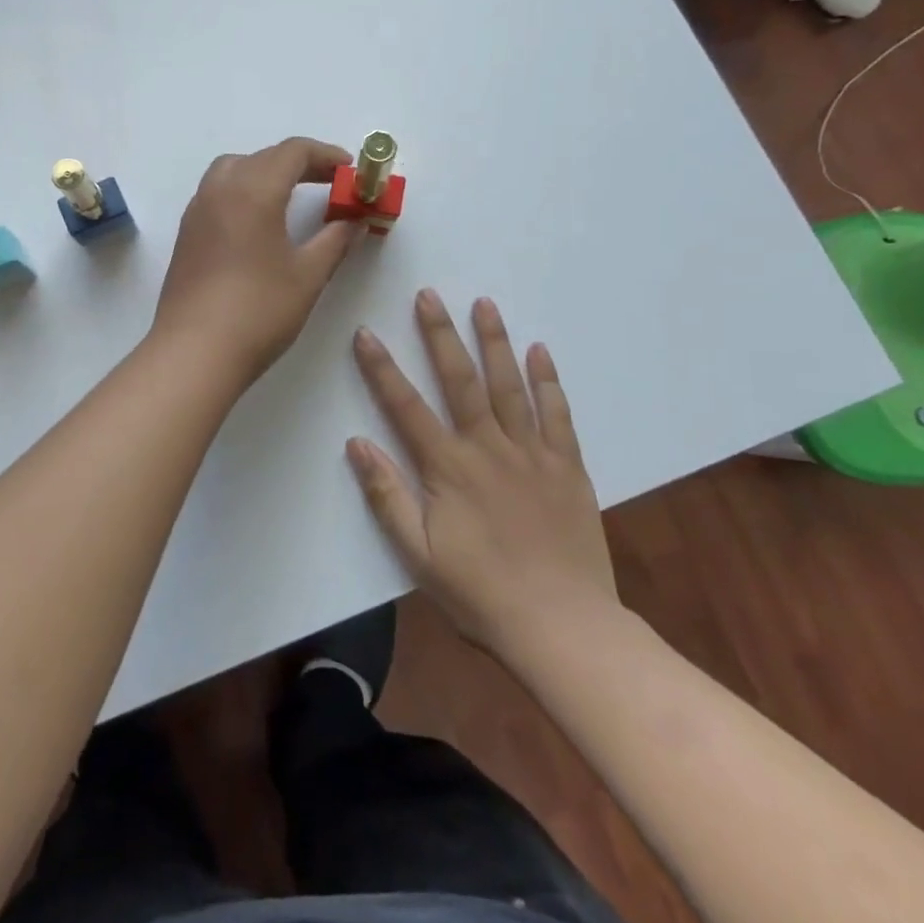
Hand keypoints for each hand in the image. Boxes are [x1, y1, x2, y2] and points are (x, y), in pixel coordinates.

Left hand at [153, 137, 362, 383]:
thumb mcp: (308, 275)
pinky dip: (244, 190)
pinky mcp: (186, 234)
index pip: (293, 151)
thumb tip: (354, 221)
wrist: (195, 352)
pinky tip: (259, 222)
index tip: (351, 171)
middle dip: (300, 164)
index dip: (326, 155)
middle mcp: (220, 189)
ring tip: (293, 197)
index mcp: (253, 190)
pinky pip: (217, 193)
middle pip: (263, 157)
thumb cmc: (259, 311)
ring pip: (234, 170)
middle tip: (331, 184)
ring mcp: (197, 211)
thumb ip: (334, 240)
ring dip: (267, 172)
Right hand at [347, 290, 618, 650]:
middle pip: (461, 380)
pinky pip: (557, 414)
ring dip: (494, 341)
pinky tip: (540, 351)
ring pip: (510, 385)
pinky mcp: (567, 467)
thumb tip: (356, 444)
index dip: (382, 369)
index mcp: (449, 468)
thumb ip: (387, 497)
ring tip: (484, 304)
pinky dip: (548, 380)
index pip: (406, 407)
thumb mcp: (419, 555)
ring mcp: (532, 453)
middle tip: (429, 295)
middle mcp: (488, 448)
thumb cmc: (481, 594)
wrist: (563, 627)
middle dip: (441, 334)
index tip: (366, 333)